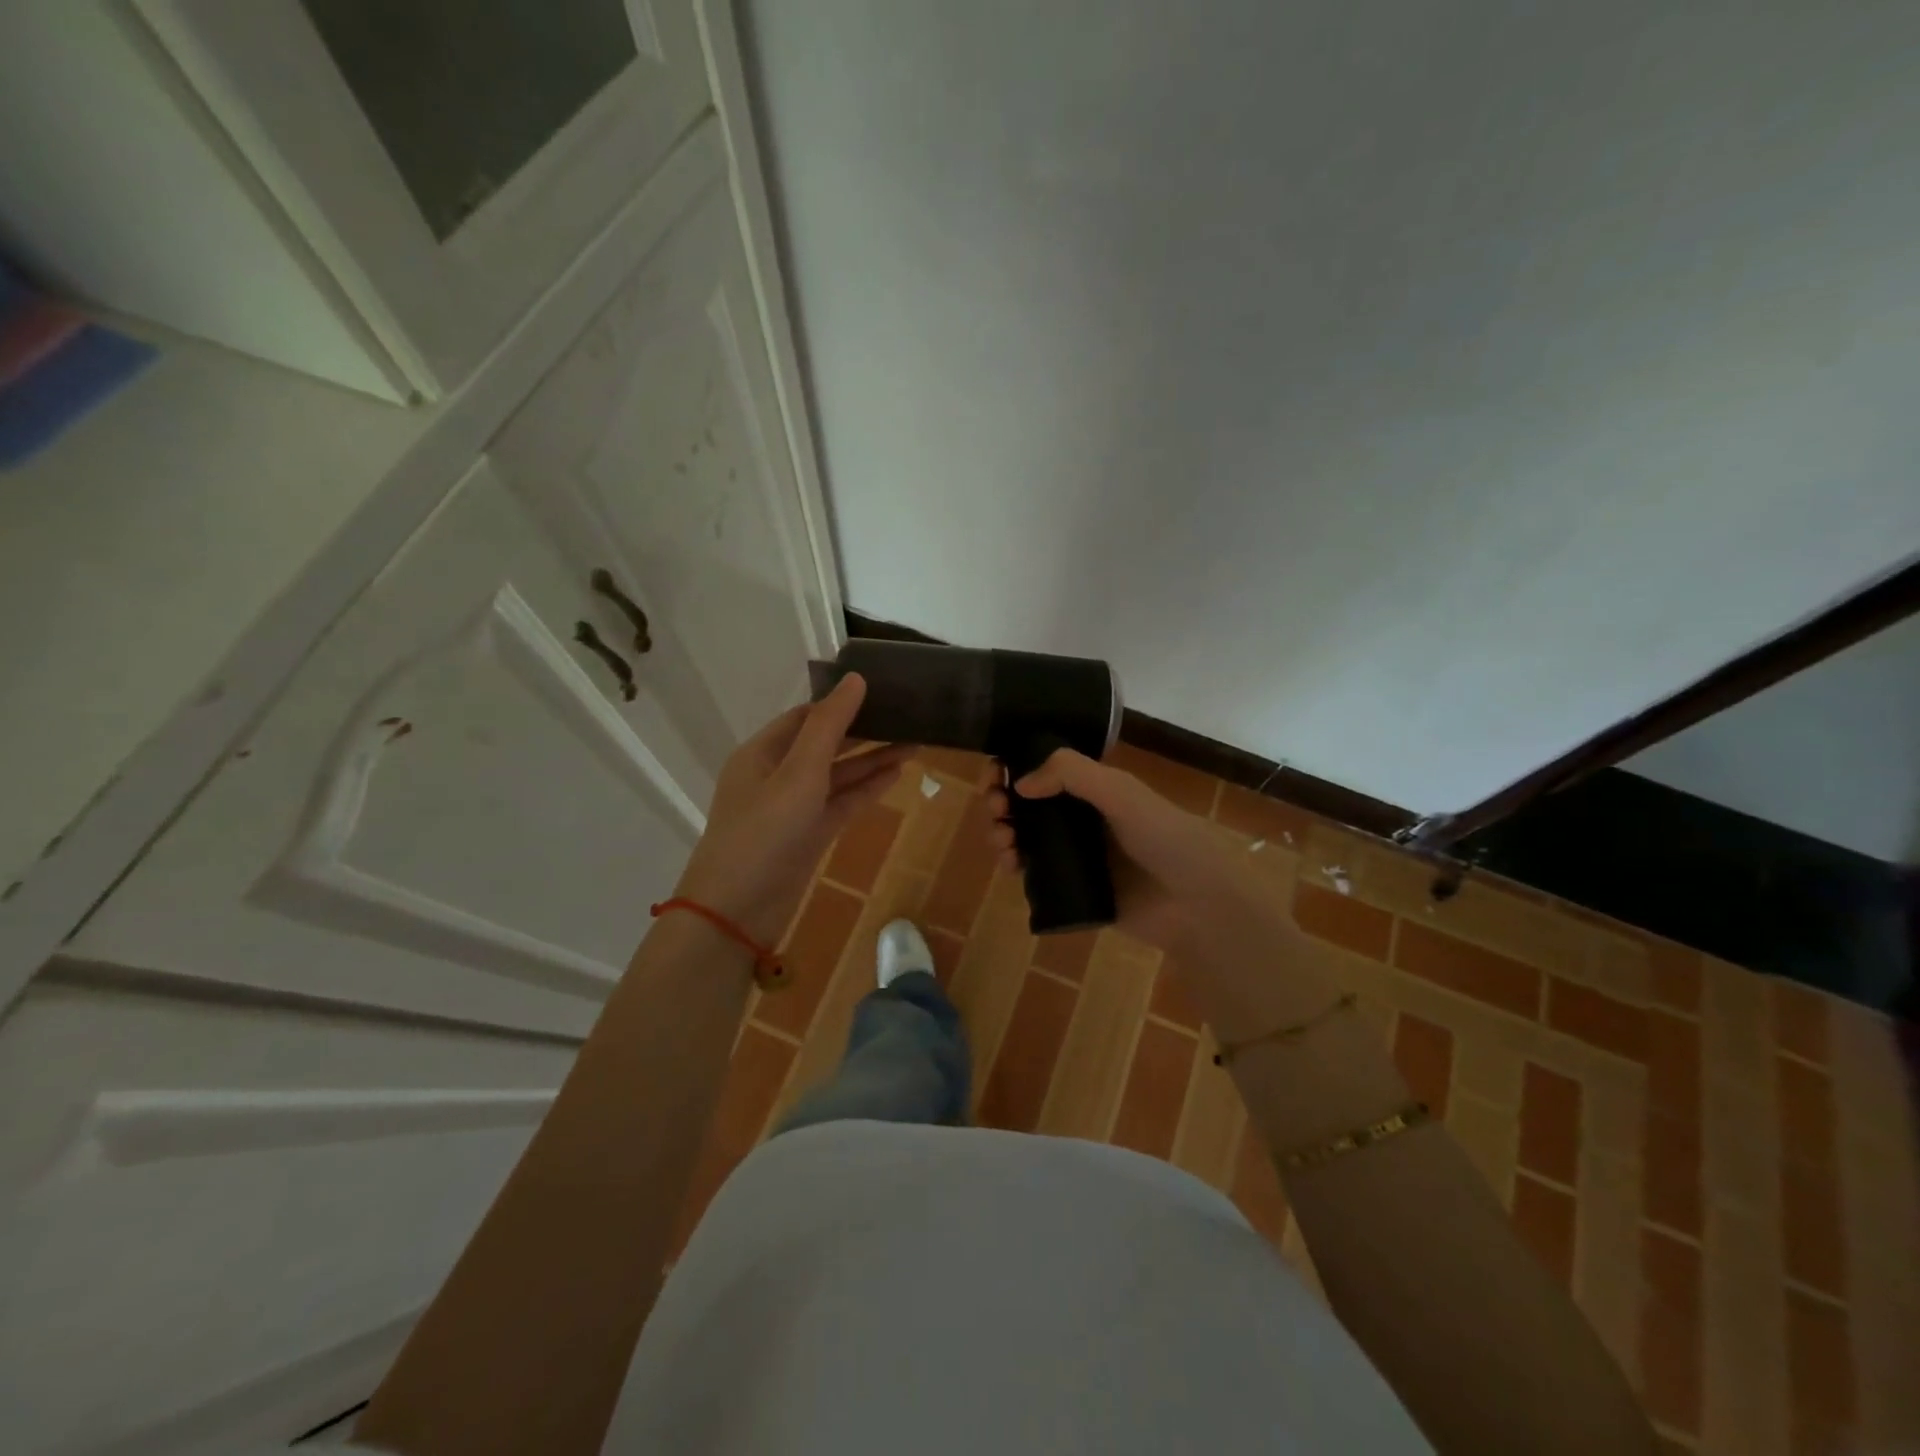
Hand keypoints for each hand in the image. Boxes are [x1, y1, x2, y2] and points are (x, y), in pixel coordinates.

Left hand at [672, 674, 911, 945]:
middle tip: (906, 716)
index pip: (806, 716)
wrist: (737, 912)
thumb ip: (829, 727)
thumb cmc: (763, 833)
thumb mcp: (798, 774)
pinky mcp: (809, 835)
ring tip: (915, 743)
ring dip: (872, 761)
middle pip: (825, 744)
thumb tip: (856, 679)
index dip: (841, 703)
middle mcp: (776, 775)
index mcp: (762, 753)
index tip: (881, 691)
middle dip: (863, 731)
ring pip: (837, 775)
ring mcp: (793, 807)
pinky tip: (897, 775)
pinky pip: (841, 803)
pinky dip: (866, 790)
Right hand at [986, 748, 1243, 950]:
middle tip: (996, 809)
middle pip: (1025, 803)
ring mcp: (1074, 854)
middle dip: (1001, 800)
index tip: (993, 775)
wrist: (1198, 903)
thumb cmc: (1166, 837)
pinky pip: (1032, 873)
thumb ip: (1072, 774)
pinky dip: (1013, 864)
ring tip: (1003, 842)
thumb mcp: (1121, 792)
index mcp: (1094, 788)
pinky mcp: (1072, 889)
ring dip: (1001, 832)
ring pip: (1023, 837)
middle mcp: (1080, 817)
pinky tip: (1010, 865)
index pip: (1043, 769)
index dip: (1013, 767)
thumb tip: (1020, 782)